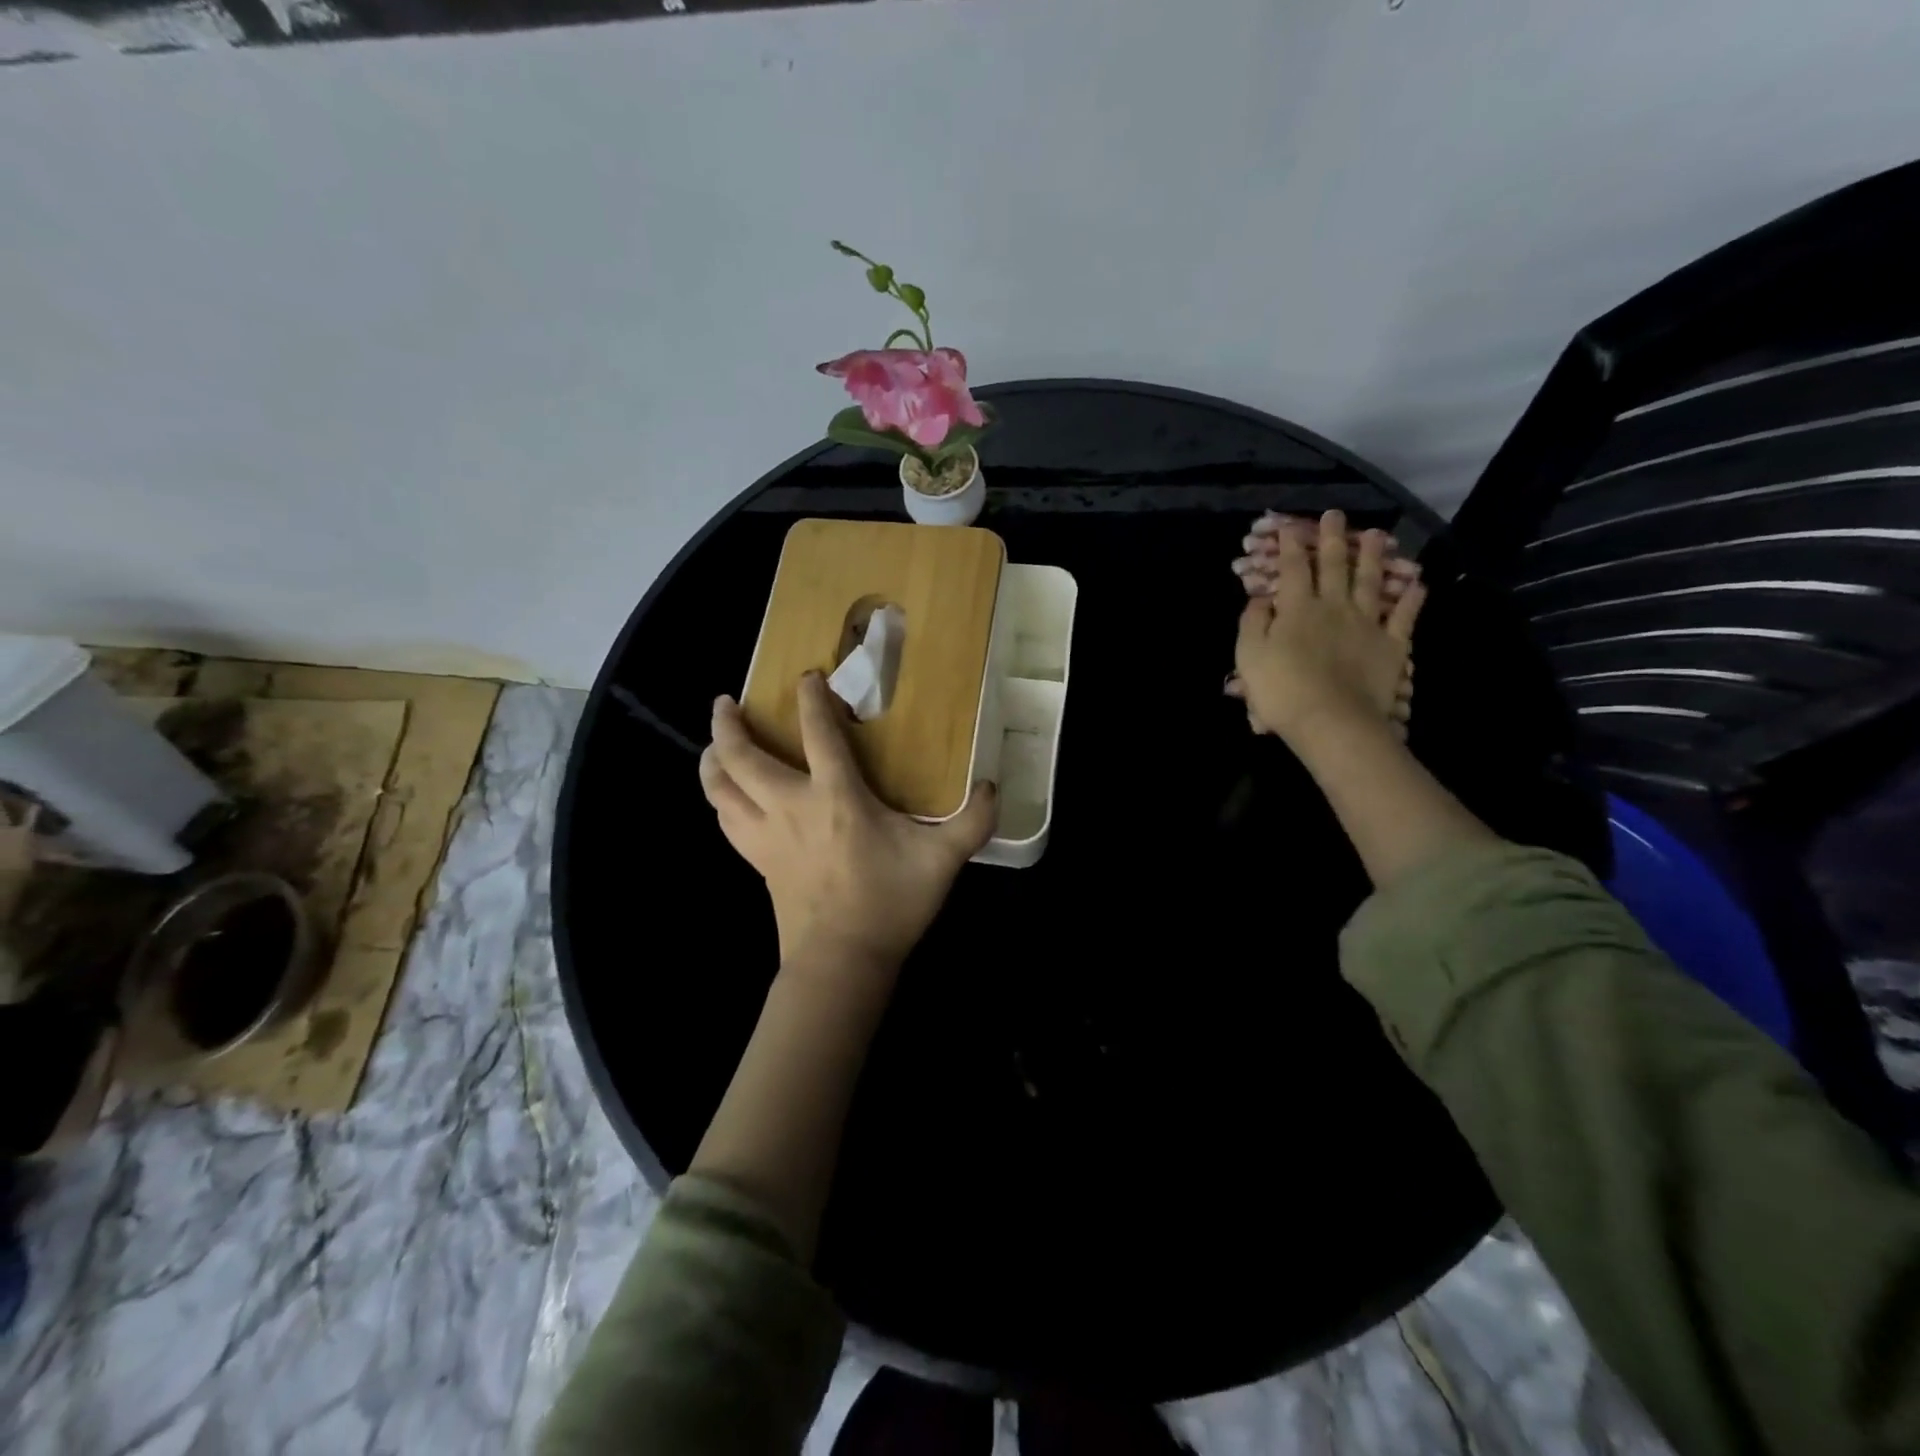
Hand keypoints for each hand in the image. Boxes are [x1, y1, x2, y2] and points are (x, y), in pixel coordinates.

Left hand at [700, 672, 997, 974]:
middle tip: (725, 703)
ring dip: (712, 761)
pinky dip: (720, 801)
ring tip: (714, 745)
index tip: (806, 676)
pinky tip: (726, 798)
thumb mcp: (942, 861)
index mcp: (836, 797)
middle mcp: (790, 806)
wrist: (843, 961)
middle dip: (727, 725)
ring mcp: (766, 836)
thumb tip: (992, 786)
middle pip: (742, 757)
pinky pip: (726, 821)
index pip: (817, 733)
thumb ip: (972, 821)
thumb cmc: (890, 903)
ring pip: (719, 789)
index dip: (810, 698)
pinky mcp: (757, 862)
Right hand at [1234, 510, 1426, 743]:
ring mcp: (1366, 624)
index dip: (1290, 546)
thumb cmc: (1281, 690)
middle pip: (1334, 566)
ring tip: (1377, 534)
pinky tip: (1417, 583)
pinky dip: (1411, 599)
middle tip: (1335, 515)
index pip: (1293, 568)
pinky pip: (1404, 617)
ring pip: (1370, 582)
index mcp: (1297, 608)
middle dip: (1332, 539)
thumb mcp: (1249, 656)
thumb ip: (1252, 623)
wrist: (1331, 720)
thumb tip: (1260, 597)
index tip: (1289, 527)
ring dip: (1373, 556)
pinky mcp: (1391, 645)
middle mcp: (1334, 606)